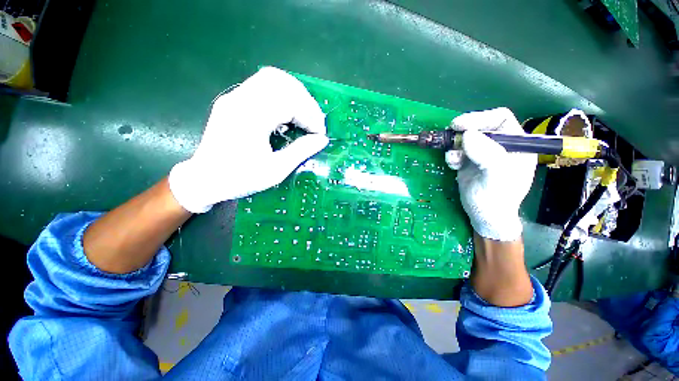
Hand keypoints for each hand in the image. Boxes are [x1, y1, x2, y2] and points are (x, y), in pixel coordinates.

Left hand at [169, 67, 328, 212]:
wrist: (205, 179)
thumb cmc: (241, 178)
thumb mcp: (275, 170)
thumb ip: (301, 151)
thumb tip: (322, 140)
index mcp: (250, 118)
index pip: (289, 101)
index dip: (310, 115)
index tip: (319, 133)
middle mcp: (240, 99)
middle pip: (281, 82)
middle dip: (305, 101)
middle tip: (314, 122)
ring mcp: (234, 97)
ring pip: (271, 78)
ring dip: (294, 95)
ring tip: (305, 115)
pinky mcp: (233, 100)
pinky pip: (262, 86)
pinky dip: (282, 96)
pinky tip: (288, 114)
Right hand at [445, 107, 536, 241]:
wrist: (483, 216)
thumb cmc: (495, 199)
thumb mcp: (496, 177)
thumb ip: (486, 154)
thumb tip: (467, 134)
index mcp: (516, 144)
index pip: (500, 119)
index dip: (480, 118)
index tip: (459, 125)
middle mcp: (500, 146)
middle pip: (480, 127)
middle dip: (464, 132)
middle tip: (450, 138)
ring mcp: (483, 153)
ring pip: (466, 139)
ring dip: (455, 146)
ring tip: (452, 159)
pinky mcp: (470, 161)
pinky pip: (458, 151)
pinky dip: (452, 155)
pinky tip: (452, 165)